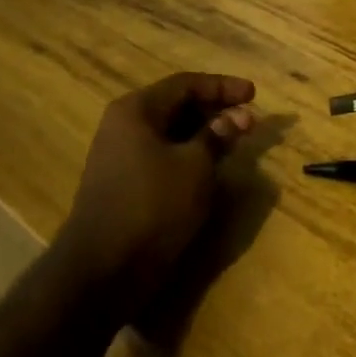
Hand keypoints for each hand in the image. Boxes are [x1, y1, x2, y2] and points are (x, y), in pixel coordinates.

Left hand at [60, 73, 257, 309]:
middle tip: (248, 120)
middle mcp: (123, 126)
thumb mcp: (195, 167)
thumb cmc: (153, 206)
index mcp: (136, 110)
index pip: (186, 84)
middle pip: (176, 105)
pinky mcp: (123, 183)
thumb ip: (218, 136)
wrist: (102, 271)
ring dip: (203, 134)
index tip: (254, 95)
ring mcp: (119, 156)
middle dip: (214, 110)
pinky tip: (209, 166)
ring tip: (234, 142)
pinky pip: (161, 155)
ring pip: (170, 132)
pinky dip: (188, 154)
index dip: (223, 87)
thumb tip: (240, 117)